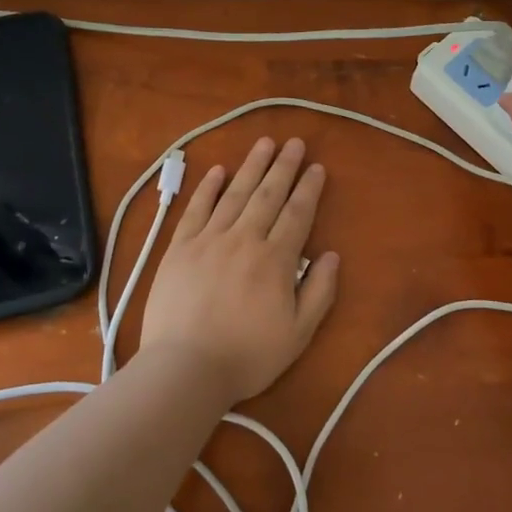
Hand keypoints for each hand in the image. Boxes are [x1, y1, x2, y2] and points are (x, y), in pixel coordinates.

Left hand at [139, 136, 340, 406]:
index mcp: (275, 259)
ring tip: (264, 143)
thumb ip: (319, 291)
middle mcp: (244, 239)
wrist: (185, 368)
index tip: (316, 167)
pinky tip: (218, 170)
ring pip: (235, 193)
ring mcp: (209, 239)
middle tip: (294, 143)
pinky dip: (208, 187)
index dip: (309, 189)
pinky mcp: (180, 247)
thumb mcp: (298, 334)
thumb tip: (331, 254)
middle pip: (268, 195)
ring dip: (252, 166)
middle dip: (284, 166)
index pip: (297, 214)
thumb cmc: (247, 356)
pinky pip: (197, 209)